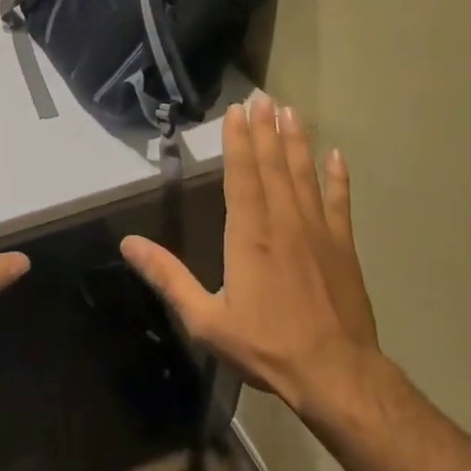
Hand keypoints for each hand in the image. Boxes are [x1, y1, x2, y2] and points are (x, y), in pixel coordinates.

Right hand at [120, 94, 383, 427]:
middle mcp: (283, 222)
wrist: (336, 375)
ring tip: (292, 111)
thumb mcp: (205, 319)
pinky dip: (338, 178)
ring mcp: (318, 231)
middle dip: (266, 128)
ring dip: (297, 141)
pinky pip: (340, 202)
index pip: (241, 175)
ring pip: (304, 174)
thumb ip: (168, 277)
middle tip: (263, 96)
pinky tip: (337, 156)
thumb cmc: (266, 345)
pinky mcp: (343, 247)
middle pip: (273, 165)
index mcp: (248, 234)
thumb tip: (128, 244)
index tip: (237, 111)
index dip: (238, 141)